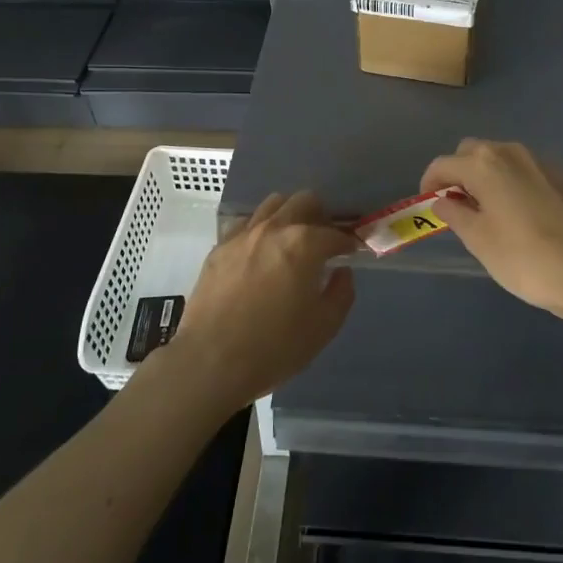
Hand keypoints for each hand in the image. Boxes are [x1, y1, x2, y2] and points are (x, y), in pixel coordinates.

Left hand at [165, 190, 356, 411]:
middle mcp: (274, 228)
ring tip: (292, 241)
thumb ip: (341, 293)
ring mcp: (243, 234)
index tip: (352, 253)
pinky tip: (261, 253)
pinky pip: (246, 223)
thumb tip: (342, 272)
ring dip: (289, 215)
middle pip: (304, 201)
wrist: (210, 360)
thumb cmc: (274, 346)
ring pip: (273, 204)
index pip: (335, 233)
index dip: (348, 243)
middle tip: (323, 242)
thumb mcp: (323, 327)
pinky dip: (261, 229)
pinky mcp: (219, 247)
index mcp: (304, 244)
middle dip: (320, 217)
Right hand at [420, 139, 562, 323]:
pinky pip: (524, 170)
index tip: (428, 205)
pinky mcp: (562, 176)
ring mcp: (540, 161)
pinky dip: (512, 182)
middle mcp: (511, 152)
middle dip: (459, 173)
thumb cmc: (524, 258)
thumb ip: (455, 214)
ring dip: (486, 176)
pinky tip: (519, 214)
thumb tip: (444, 201)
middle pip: (472, 152)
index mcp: (484, 164)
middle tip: (457, 206)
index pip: (443, 164)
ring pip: (501, 158)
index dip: (430, 183)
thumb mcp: (478, 240)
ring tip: (487, 211)